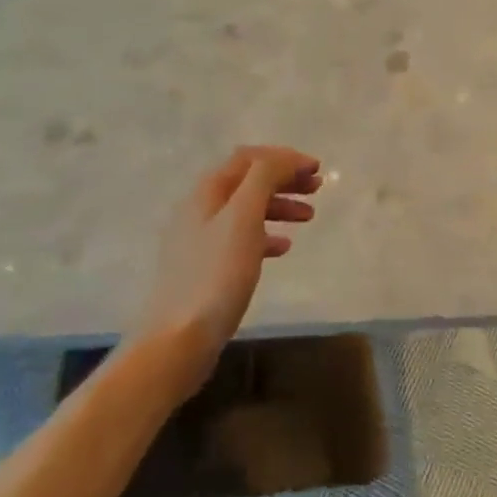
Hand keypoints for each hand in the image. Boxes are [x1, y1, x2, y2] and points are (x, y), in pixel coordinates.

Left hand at [135, 145, 321, 396]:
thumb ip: (264, 178)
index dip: (284, 158)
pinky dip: (267, 235)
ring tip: (308, 218)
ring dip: (279, 206)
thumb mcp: (244, 217)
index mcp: (207, 191)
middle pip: (248, 181)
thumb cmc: (217, 275)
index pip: (249, 158)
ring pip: (247, 210)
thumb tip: (285, 159)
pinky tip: (284, 247)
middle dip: (284, 180)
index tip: (316, 169)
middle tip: (317, 190)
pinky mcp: (206, 267)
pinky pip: (242, 238)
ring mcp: (201, 239)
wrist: (179, 339)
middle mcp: (200, 209)